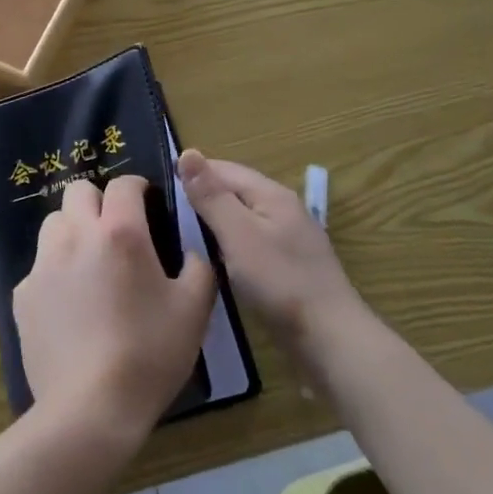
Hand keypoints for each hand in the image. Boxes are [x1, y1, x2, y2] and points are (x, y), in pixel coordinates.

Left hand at [13, 176, 215, 447]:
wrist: (90, 409)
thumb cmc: (149, 355)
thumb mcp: (194, 312)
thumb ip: (199, 268)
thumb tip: (192, 251)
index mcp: (120, 233)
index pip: (123, 184)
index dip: (138, 187)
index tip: (147, 203)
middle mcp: (76, 235)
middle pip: (79, 191)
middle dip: (99, 201)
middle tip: (117, 231)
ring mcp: (44, 263)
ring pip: (54, 222)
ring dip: (73, 230)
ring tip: (90, 263)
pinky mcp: (23, 293)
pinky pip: (39, 266)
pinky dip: (55, 272)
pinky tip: (70, 305)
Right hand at [179, 150, 363, 348]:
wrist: (330, 340)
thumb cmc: (280, 282)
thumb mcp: (238, 234)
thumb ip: (212, 195)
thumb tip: (187, 153)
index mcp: (271, 194)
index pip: (224, 169)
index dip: (193, 174)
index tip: (161, 190)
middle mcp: (283, 209)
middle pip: (236, 191)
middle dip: (204, 197)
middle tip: (168, 215)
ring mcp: (290, 239)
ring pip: (244, 218)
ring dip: (217, 222)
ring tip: (185, 237)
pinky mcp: (291, 266)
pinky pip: (253, 243)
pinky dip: (231, 245)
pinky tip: (218, 261)